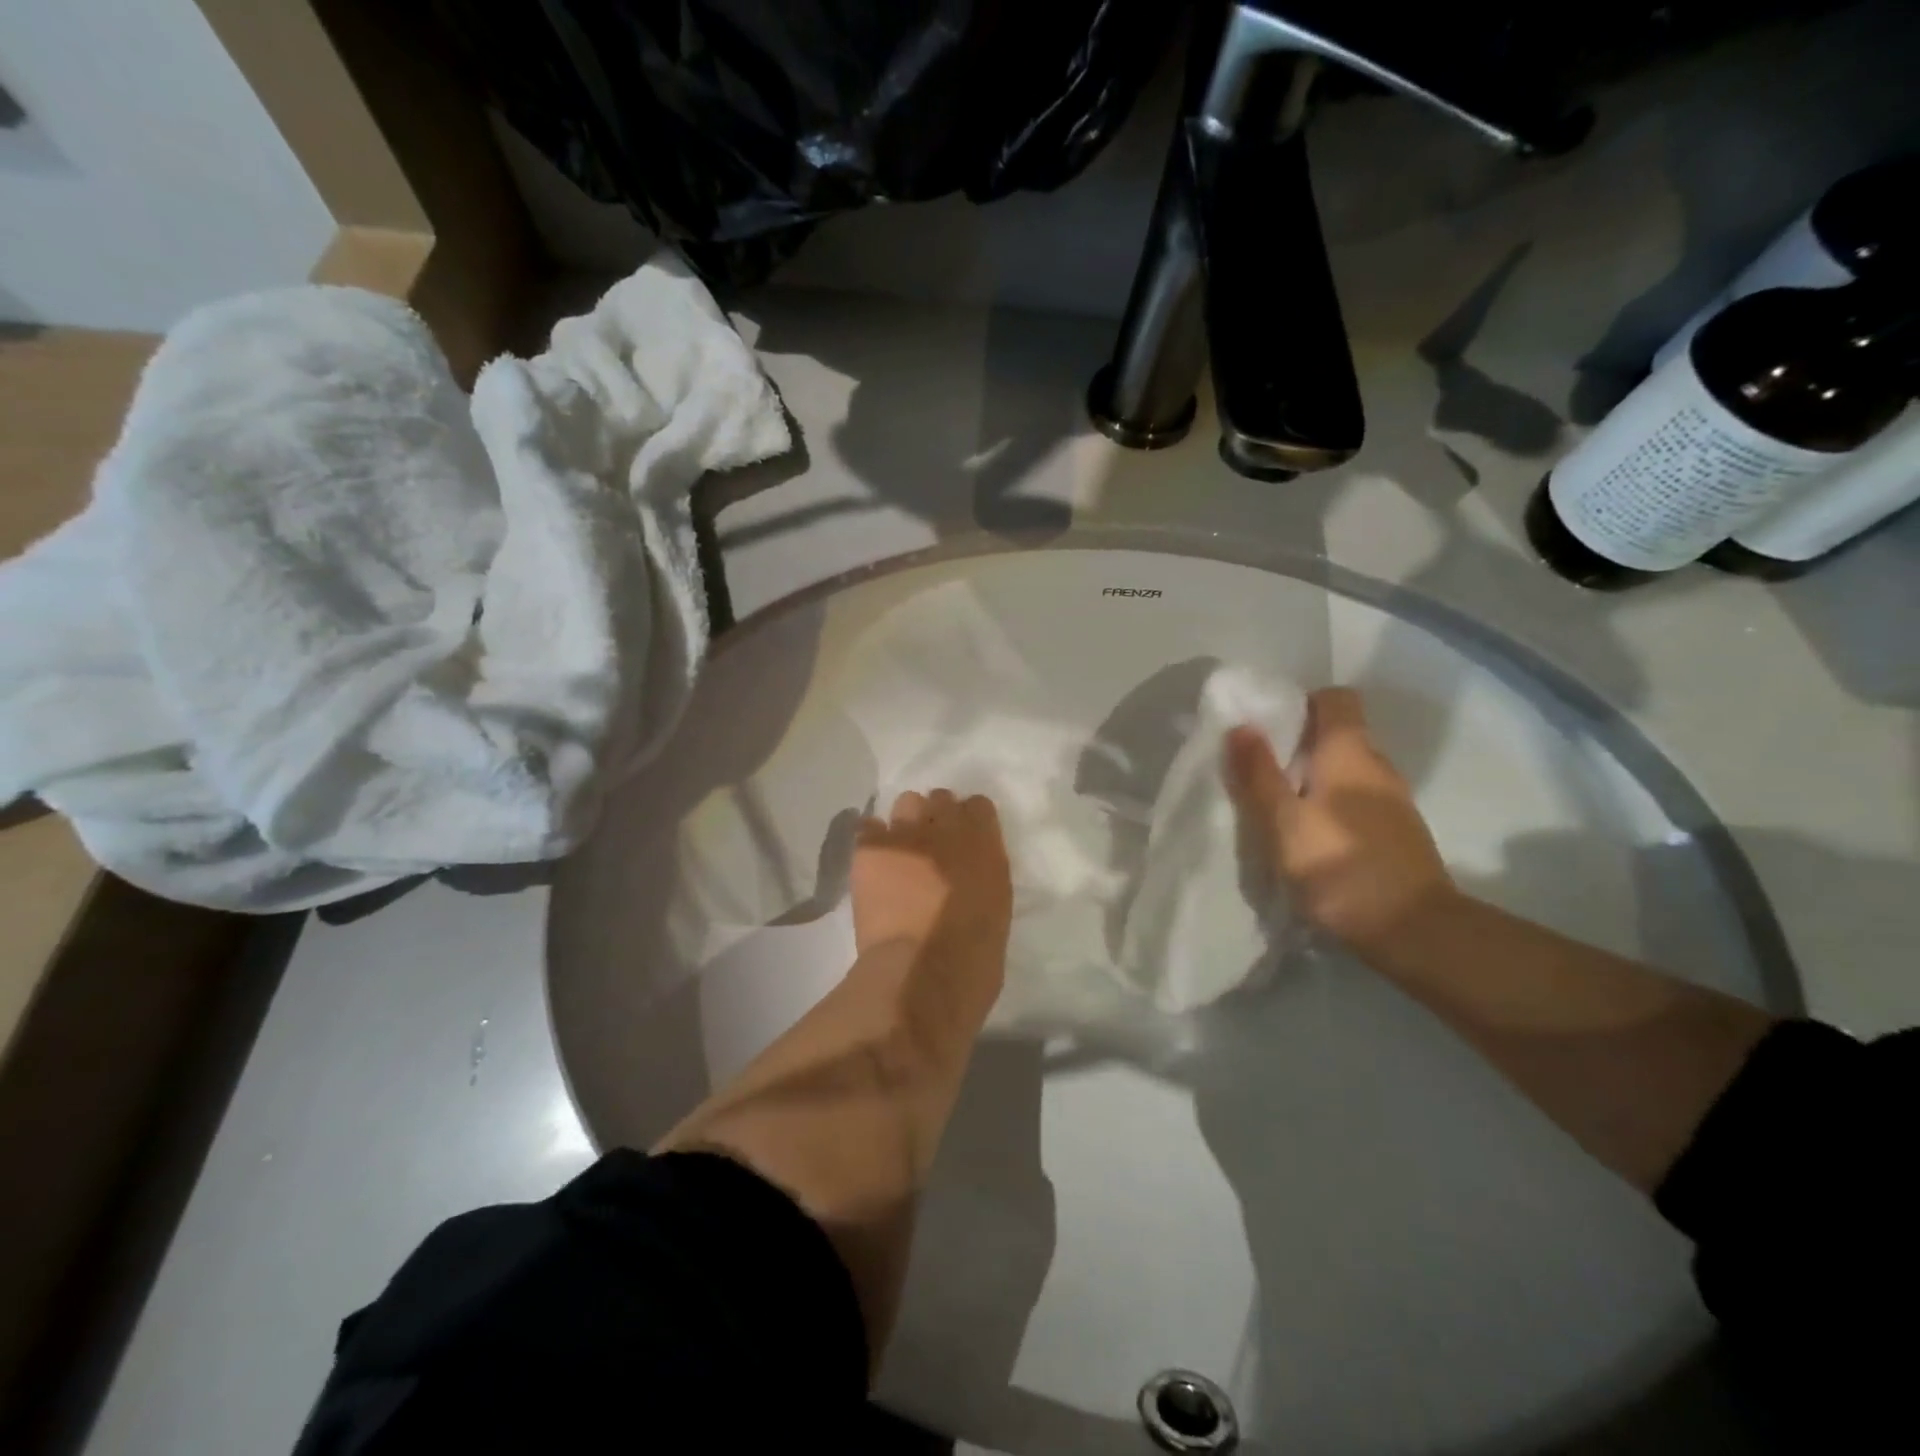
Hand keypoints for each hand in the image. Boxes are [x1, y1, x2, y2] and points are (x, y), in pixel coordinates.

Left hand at [851, 790, 1011, 1015]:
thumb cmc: (973, 954)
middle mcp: (946, 825)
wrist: (922, 972)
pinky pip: (869, 826)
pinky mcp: (870, 849)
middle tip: (931, 847)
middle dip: (937, 818)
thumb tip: (969, 866)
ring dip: (907, 823)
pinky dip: (874, 839)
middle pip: (940, 799)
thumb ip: (983, 871)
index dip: (970, 821)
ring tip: (901, 852)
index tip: (965, 841)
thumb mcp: (997, 904)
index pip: (978, 806)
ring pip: (905, 803)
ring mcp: (905, 833)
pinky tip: (874, 861)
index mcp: (984, 842)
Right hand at [1224, 688, 1455, 955]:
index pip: (1335, 699)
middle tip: (1259, 773)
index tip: (1268, 728)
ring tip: (1279, 810)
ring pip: (1346, 771)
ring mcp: (1394, 801)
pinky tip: (1311, 839)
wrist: (1415, 932)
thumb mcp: (1283, 822)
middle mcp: (1378, 766)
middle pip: (1338, 735)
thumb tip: (1241, 725)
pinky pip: (1357, 801)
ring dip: (1313, 780)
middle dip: (1298, 746)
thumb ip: (1259, 773)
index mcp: (1351, 753)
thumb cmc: (1339, 868)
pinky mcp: (1398, 832)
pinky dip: (1331, 806)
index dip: (1301, 703)